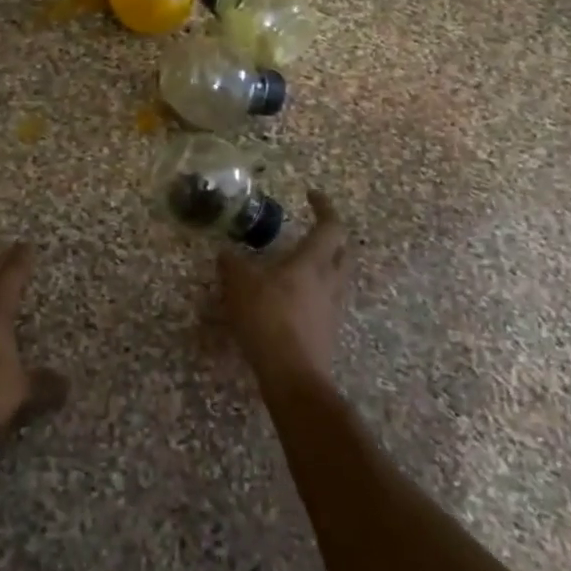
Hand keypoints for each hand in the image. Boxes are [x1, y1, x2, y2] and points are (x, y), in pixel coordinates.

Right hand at [216, 189, 351, 387]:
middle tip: (315, 230)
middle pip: (344, 252)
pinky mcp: (328, 333)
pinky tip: (294, 300)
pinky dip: (315, 293)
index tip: (311, 195)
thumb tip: (226, 252)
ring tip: (301, 265)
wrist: (292, 375)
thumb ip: (232, 264)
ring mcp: (332, 309)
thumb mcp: (239, 285)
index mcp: (312, 262)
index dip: (324, 207)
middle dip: (333, 237)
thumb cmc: (268, 319)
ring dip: (326, 266)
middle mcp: (329, 282)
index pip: (330, 226)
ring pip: (338, 278)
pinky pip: (327, 303)